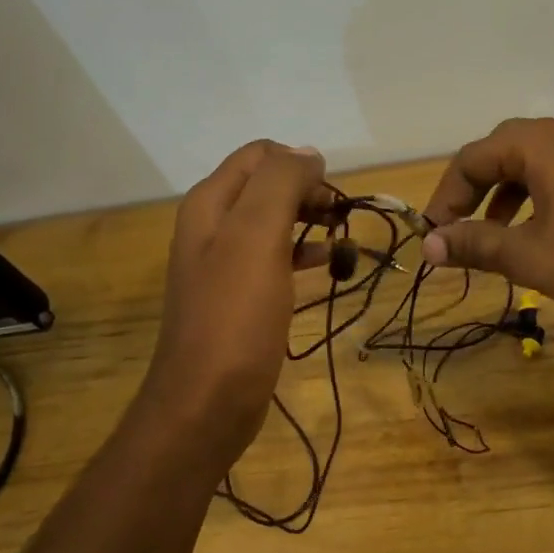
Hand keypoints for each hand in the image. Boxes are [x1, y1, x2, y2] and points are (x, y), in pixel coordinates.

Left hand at [143, 140, 332, 463]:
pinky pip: (276, 261)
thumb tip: (308, 152)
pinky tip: (328, 268)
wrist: (208, 400)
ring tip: (345, 240)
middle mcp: (213, 227)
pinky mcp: (241, 299)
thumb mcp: (257, 237)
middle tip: (342, 217)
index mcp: (211, 204)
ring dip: (311, 223)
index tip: (333, 194)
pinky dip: (304, 256)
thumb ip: (280, 184)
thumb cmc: (235, 316)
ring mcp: (226, 265)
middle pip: (267, 187)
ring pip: (275, 224)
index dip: (300, 164)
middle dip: (309, 193)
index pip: (259, 155)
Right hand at [420, 118, 553, 309]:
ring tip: (493, 233)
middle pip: (501, 151)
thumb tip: (430, 245)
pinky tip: (535, 228)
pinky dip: (534, 195)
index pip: (472, 158)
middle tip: (459, 225)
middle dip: (473, 189)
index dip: (447, 195)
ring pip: (531, 162)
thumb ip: (475, 244)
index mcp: (537, 146)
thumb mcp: (526, 254)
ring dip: (503, 193)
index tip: (436, 232)